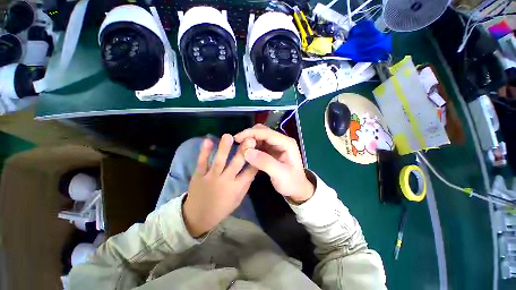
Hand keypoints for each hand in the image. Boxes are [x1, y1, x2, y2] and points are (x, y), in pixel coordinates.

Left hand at [183, 134, 257, 237]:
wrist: (197, 217)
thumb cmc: (221, 208)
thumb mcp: (238, 199)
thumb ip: (245, 185)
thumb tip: (253, 169)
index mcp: (236, 188)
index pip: (249, 173)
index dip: (256, 161)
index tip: (260, 149)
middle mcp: (225, 181)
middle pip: (236, 164)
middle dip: (244, 151)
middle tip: (250, 139)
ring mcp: (211, 178)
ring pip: (219, 161)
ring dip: (224, 148)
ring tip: (228, 136)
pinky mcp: (199, 176)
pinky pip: (202, 163)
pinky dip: (204, 152)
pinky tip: (207, 140)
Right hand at [234, 124, 314, 204]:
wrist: (297, 190)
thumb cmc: (291, 183)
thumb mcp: (280, 174)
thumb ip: (265, 162)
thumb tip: (247, 151)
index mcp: (286, 143)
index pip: (266, 132)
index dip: (251, 133)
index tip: (237, 138)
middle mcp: (281, 141)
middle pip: (262, 131)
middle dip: (249, 135)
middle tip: (238, 144)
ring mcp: (276, 145)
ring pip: (259, 137)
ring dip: (250, 140)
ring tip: (240, 149)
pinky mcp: (271, 150)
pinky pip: (259, 144)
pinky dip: (252, 146)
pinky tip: (246, 152)